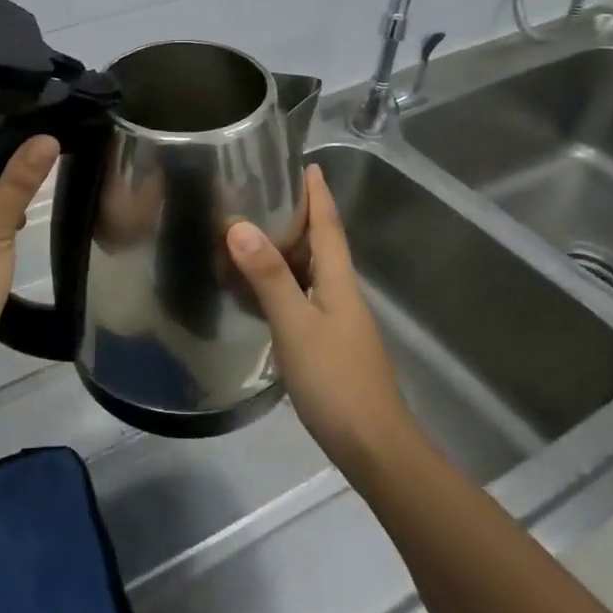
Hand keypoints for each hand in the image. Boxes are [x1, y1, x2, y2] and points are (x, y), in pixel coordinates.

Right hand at [226, 165, 415, 484]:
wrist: (373, 447)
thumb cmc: (336, 380)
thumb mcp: (296, 324)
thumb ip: (268, 277)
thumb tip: (239, 226)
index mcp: (339, 281)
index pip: (329, 226)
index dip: (318, 195)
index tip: (307, 164)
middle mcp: (341, 294)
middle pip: (321, 246)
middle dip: (298, 217)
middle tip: (261, 194)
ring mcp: (337, 322)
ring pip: (310, 274)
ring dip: (286, 251)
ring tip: (253, 234)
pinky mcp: (328, 346)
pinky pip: (302, 300)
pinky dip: (281, 285)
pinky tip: (259, 293)